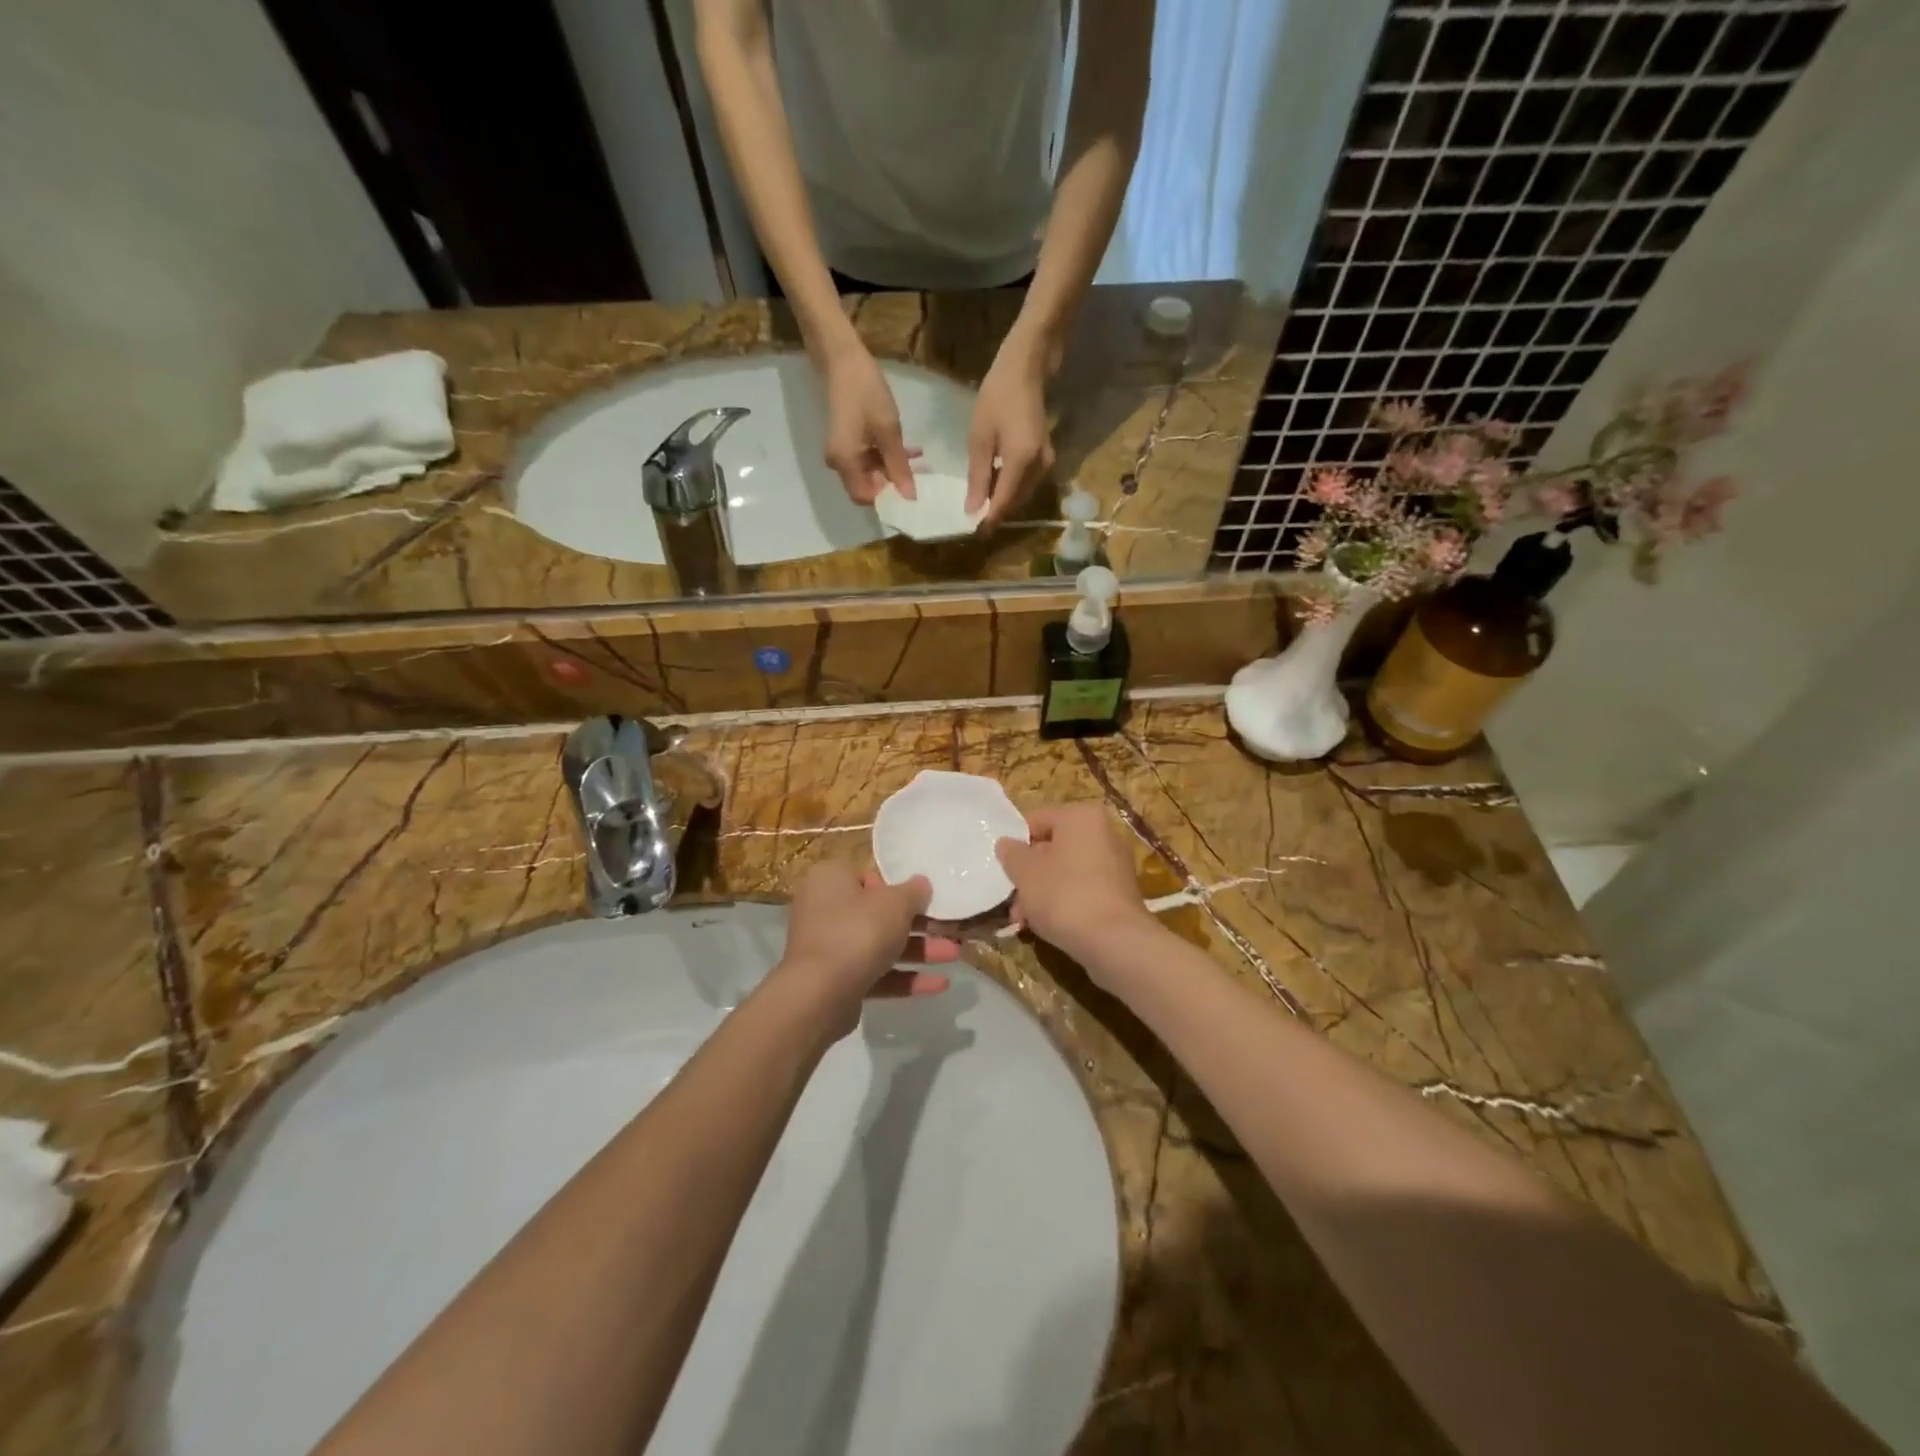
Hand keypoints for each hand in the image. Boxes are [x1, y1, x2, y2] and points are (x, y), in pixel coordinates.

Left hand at [775, 861, 956, 1032]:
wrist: (820, 994)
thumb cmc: (858, 931)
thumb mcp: (895, 903)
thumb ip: (914, 892)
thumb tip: (922, 884)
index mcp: (830, 879)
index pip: (868, 876)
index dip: (898, 888)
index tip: (923, 900)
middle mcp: (824, 909)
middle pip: (878, 913)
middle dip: (918, 925)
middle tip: (949, 929)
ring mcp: (828, 947)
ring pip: (880, 945)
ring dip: (919, 951)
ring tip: (954, 956)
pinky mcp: (836, 981)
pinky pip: (875, 973)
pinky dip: (905, 978)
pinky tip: (939, 985)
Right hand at [821, 342, 916, 503]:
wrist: (843, 359)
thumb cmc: (866, 392)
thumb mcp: (888, 430)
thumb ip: (899, 466)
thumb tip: (910, 497)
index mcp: (845, 462)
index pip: (866, 497)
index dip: (888, 498)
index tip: (913, 494)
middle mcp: (839, 464)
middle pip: (868, 487)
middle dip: (894, 485)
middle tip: (921, 478)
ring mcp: (843, 453)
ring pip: (871, 474)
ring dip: (894, 470)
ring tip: (919, 461)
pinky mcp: (848, 443)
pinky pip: (868, 460)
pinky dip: (887, 458)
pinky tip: (908, 450)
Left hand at [967, 327, 1056, 525]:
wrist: (1026, 368)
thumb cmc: (997, 396)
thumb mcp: (979, 438)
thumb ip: (977, 477)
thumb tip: (972, 510)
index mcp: (1021, 463)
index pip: (1003, 504)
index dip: (988, 521)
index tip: (972, 533)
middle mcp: (1039, 468)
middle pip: (1015, 502)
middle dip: (995, 513)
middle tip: (973, 520)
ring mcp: (1045, 463)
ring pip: (1022, 494)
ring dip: (1003, 502)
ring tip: (979, 504)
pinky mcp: (1045, 457)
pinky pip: (1026, 482)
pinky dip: (1010, 488)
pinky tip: (993, 484)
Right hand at [996, 803, 1155, 971]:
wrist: (1114, 941)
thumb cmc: (1064, 894)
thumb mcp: (1025, 872)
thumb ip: (1011, 853)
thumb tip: (1007, 844)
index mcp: (1082, 816)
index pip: (1037, 820)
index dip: (1015, 844)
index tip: (1003, 868)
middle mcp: (1105, 833)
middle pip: (1052, 848)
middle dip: (1029, 875)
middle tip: (1012, 902)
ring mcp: (1116, 864)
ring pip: (1066, 872)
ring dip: (1042, 893)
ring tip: (1024, 921)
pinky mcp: (1121, 893)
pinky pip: (1083, 890)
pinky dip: (1064, 904)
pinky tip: (1047, 927)